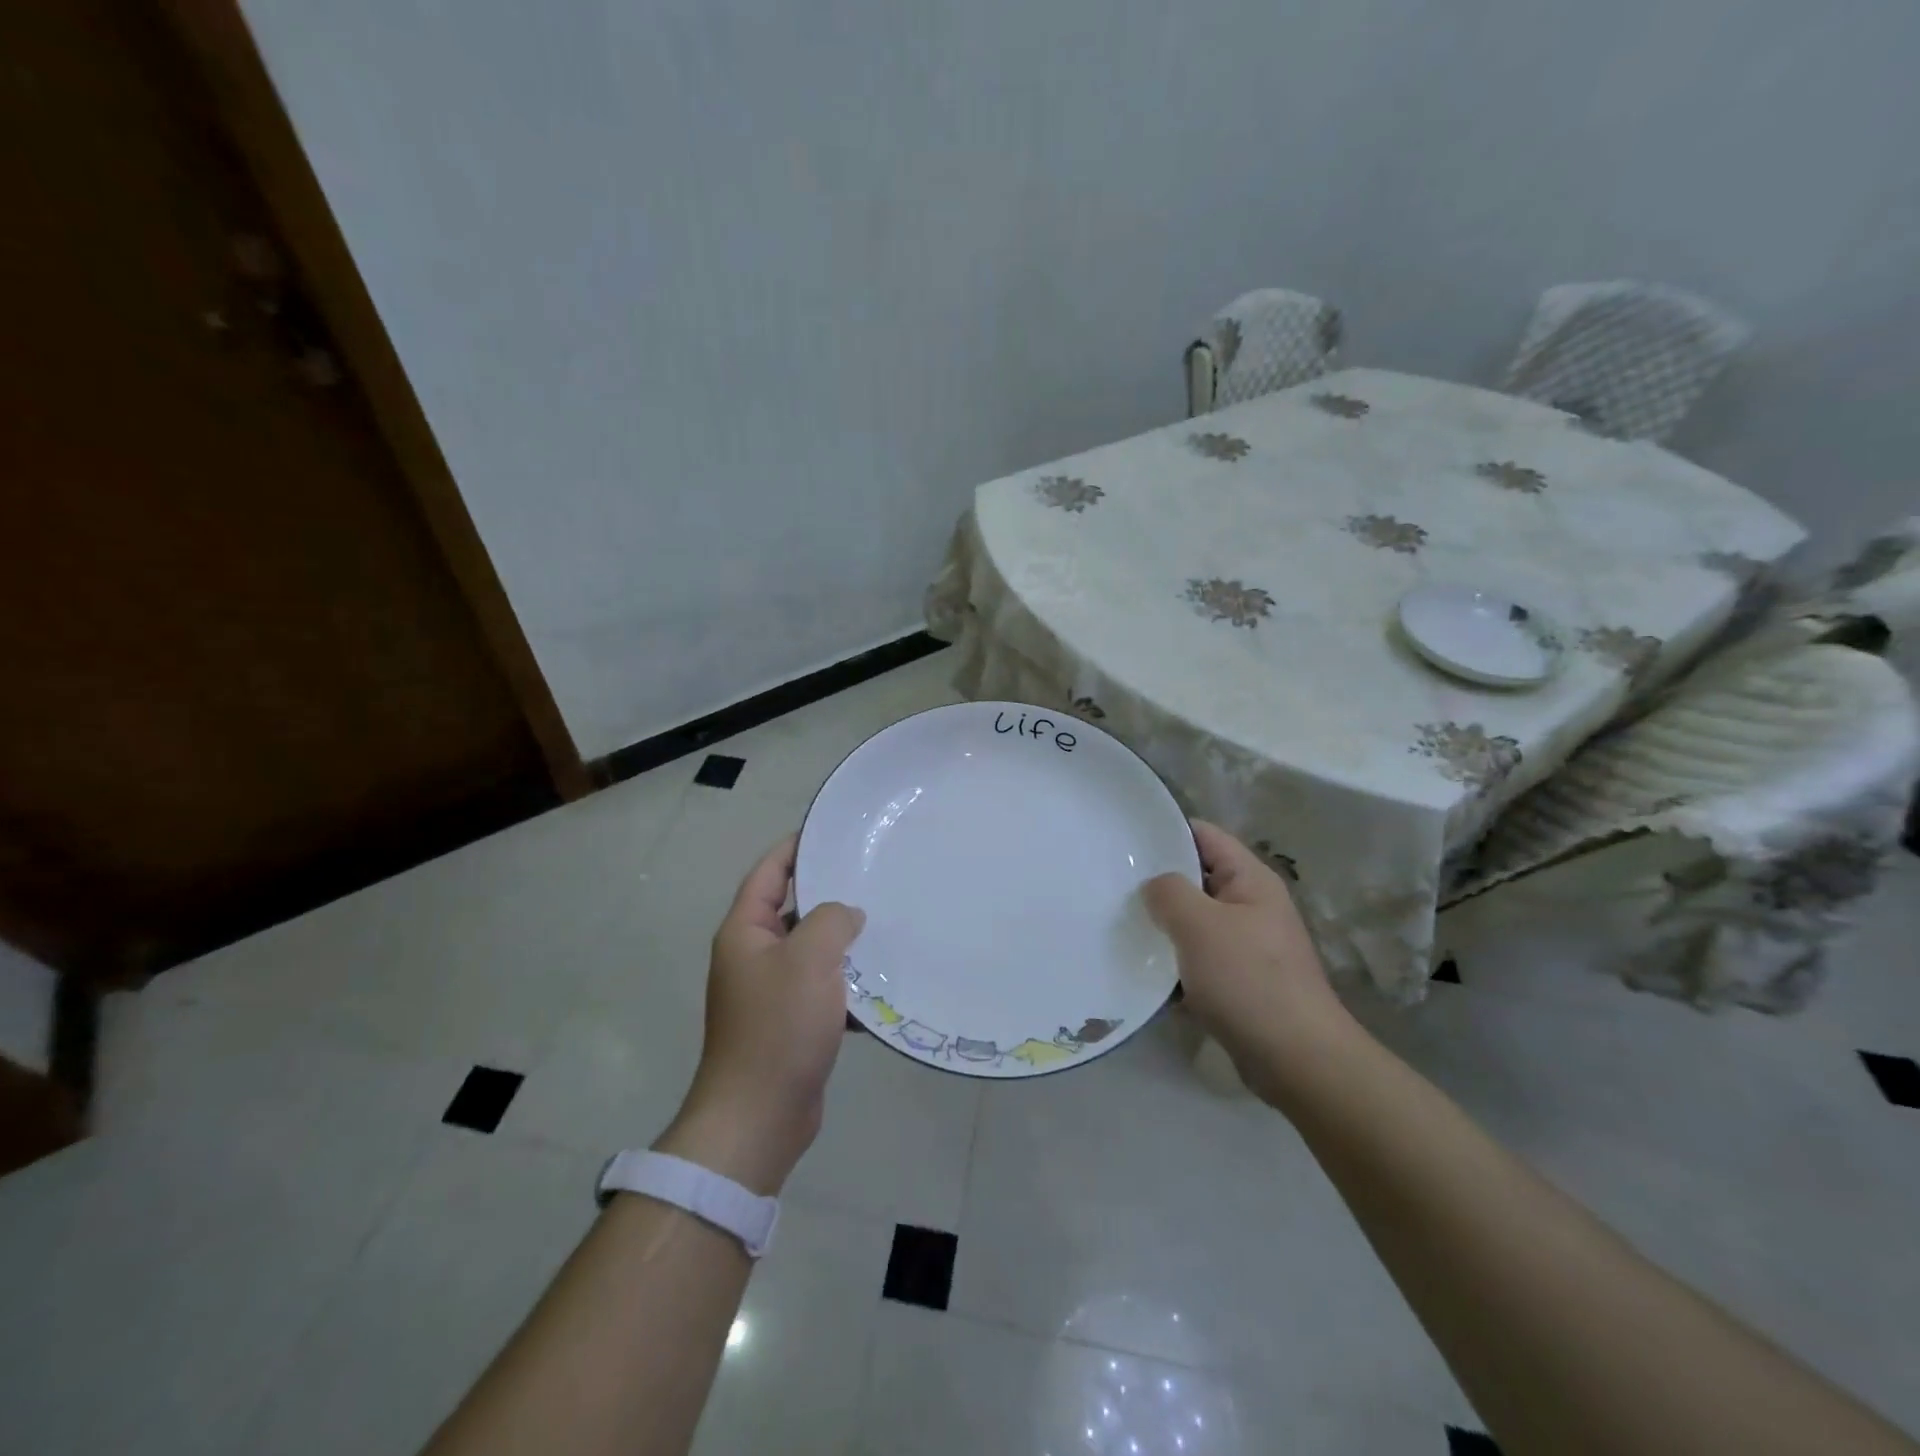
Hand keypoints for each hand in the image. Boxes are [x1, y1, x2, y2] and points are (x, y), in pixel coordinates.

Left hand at [655, 835, 864, 1194]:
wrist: (759, 1118)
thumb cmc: (779, 1028)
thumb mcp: (809, 959)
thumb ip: (831, 920)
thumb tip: (847, 914)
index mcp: (746, 932)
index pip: (769, 872)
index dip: (796, 847)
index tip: (833, 831)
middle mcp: (754, 956)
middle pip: (794, 909)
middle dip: (831, 895)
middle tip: (875, 877)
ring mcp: (771, 992)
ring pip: (812, 951)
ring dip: (844, 942)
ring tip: (887, 925)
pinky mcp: (790, 1023)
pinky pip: (822, 988)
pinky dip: (847, 983)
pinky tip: (882, 983)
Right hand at [1142, 821, 1352, 1102]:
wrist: (1296, 1059)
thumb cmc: (1249, 980)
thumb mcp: (1200, 925)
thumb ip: (1168, 893)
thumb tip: (1153, 888)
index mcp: (1250, 880)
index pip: (1204, 836)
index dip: (1165, 831)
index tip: (1124, 839)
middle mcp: (1251, 906)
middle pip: (1196, 879)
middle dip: (1157, 882)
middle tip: (1110, 884)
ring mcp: (1246, 946)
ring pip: (1193, 923)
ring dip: (1162, 926)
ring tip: (1117, 923)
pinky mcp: (1238, 982)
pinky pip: (1197, 960)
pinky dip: (1173, 963)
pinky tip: (1140, 969)